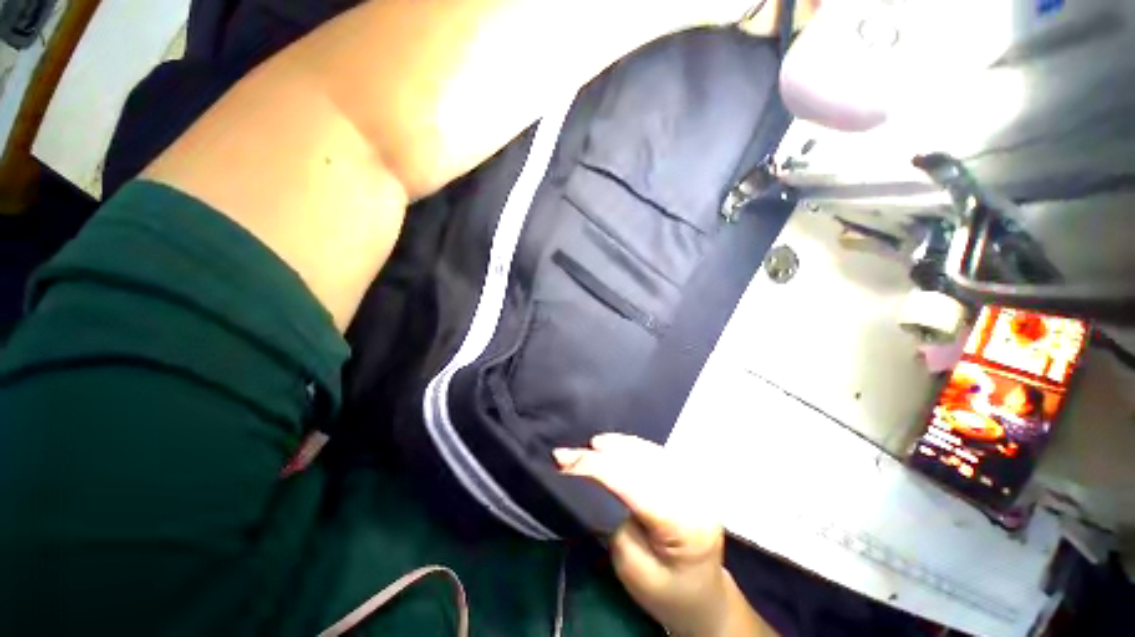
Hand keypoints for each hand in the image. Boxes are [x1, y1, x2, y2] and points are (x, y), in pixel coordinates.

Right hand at [554, 435, 775, 636]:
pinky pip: (657, 453)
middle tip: (568, 454)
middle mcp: (693, 495)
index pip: (632, 483)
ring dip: (617, 445)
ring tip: (592, 445)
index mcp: (682, 524)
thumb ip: (615, 518)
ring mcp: (696, 483)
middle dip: (601, 454)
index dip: (596, 466)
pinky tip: (616, 444)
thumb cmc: (665, 591)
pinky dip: (633, 446)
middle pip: (639, 462)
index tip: (564, 460)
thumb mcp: (631, 565)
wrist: (703, 596)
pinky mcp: (691, 478)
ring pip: (649, 451)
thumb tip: (597, 476)